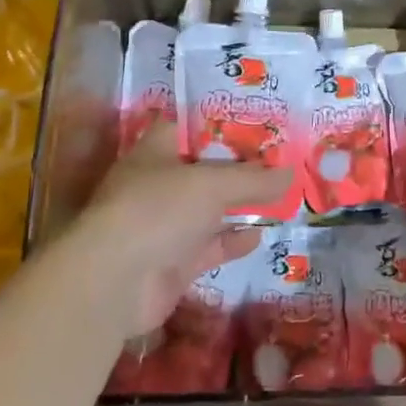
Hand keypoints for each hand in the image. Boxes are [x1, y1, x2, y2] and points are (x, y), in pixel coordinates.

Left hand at [68, 121, 287, 336]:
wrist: (116, 282)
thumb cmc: (158, 209)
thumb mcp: (212, 184)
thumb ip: (252, 180)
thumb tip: (290, 174)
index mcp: (154, 153)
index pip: (184, 129)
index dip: (215, 126)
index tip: (250, 124)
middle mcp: (157, 186)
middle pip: (201, 171)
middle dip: (236, 169)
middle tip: (275, 162)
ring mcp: (163, 227)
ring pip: (207, 211)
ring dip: (237, 206)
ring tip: (277, 197)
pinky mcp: (172, 264)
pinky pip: (209, 246)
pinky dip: (232, 241)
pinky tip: (259, 235)